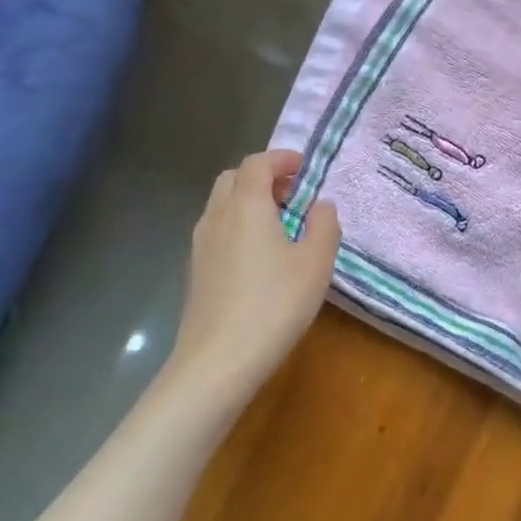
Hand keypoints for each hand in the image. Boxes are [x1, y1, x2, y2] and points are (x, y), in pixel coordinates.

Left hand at [168, 150, 340, 393]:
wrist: (217, 362)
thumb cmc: (274, 305)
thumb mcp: (316, 263)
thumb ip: (324, 225)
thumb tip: (321, 205)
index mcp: (246, 205)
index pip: (258, 162)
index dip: (282, 158)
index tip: (305, 169)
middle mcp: (217, 216)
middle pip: (234, 179)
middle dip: (264, 178)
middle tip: (293, 196)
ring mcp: (200, 244)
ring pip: (222, 205)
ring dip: (250, 203)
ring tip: (280, 227)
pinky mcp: (196, 270)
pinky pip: (217, 230)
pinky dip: (238, 226)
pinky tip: (260, 259)